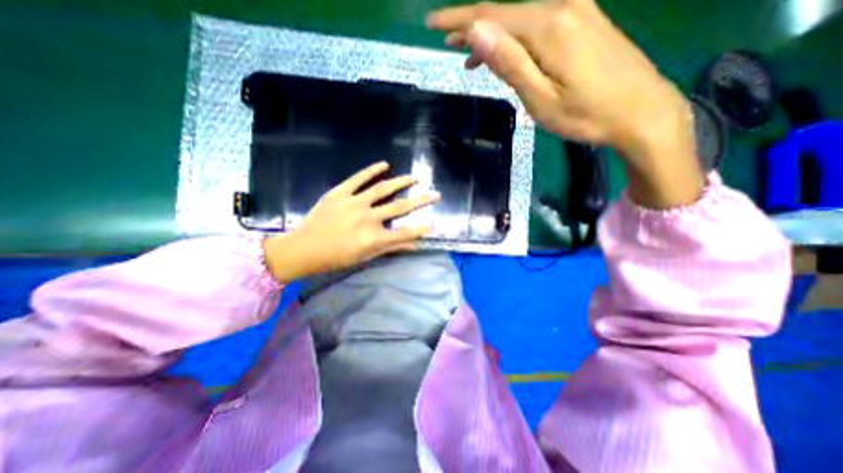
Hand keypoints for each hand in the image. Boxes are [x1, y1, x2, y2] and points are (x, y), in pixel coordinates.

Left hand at [262, 163, 441, 282]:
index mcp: (373, 238)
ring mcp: (353, 202)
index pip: (405, 232)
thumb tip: (415, 245)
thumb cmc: (336, 257)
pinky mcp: (340, 192)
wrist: (303, 248)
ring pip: (383, 189)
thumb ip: (391, 248)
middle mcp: (367, 218)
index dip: (421, 228)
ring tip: (414, 177)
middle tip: (435, 194)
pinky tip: (385, 164)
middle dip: (421, 200)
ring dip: (401, 182)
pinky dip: (372, 170)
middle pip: (400, 207)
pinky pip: (358, 178)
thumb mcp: (365, 257)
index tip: (434, 222)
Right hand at [429, 0, 706, 206]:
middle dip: (472, 27)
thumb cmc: (586, 115)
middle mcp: (563, 7)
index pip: (491, 15)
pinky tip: (506, 53)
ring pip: (521, 18)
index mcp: (549, 27)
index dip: (458, 19)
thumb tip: (477, 31)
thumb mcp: (540, 98)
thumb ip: (510, 63)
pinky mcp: (585, 22)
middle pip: (505, 12)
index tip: (432, 24)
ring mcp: (578, 11)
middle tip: (446, 41)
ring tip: (469, 56)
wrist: (642, 111)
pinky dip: (515, 38)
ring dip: (492, 35)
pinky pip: (538, 24)